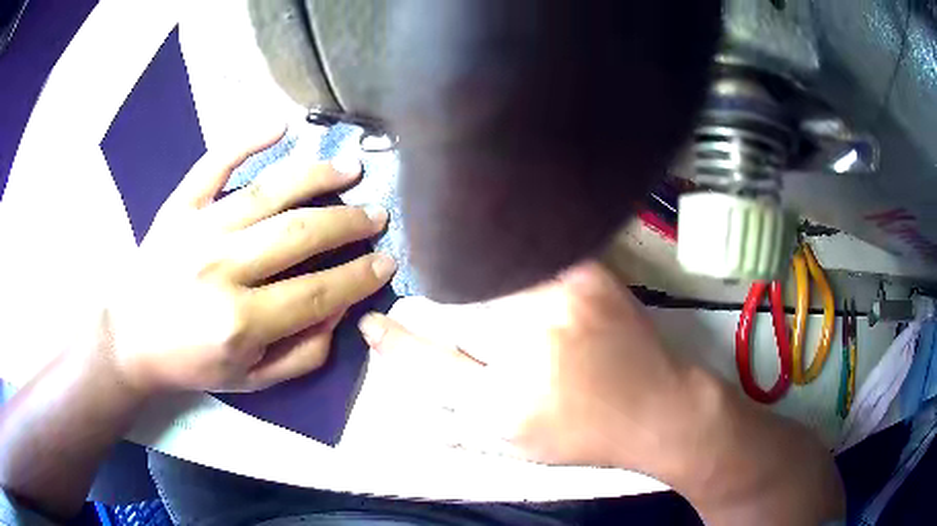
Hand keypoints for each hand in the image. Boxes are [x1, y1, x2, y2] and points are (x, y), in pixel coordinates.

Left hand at [107, 127, 395, 392]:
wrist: (130, 337)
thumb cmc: (191, 363)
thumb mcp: (252, 381)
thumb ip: (302, 353)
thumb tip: (340, 311)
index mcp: (239, 322)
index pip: (318, 292)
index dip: (359, 276)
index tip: (388, 261)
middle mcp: (221, 269)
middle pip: (300, 234)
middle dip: (348, 224)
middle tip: (377, 215)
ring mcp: (198, 229)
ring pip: (269, 192)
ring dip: (317, 177)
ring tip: (351, 170)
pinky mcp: (180, 205)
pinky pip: (215, 162)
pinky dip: (248, 138)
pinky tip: (281, 124)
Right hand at [358, 261, 694, 468]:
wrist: (659, 407)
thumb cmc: (586, 436)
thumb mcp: (519, 446)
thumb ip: (461, 423)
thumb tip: (412, 399)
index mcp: (505, 403)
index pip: (428, 362)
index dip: (394, 342)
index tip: (373, 323)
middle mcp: (527, 348)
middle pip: (450, 310)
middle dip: (430, 309)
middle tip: (424, 307)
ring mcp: (559, 303)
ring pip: (483, 278)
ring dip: (466, 285)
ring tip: (465, 288)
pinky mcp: (585, 275)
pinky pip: (526, 257)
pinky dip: (504, 262)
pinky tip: (500, 268)